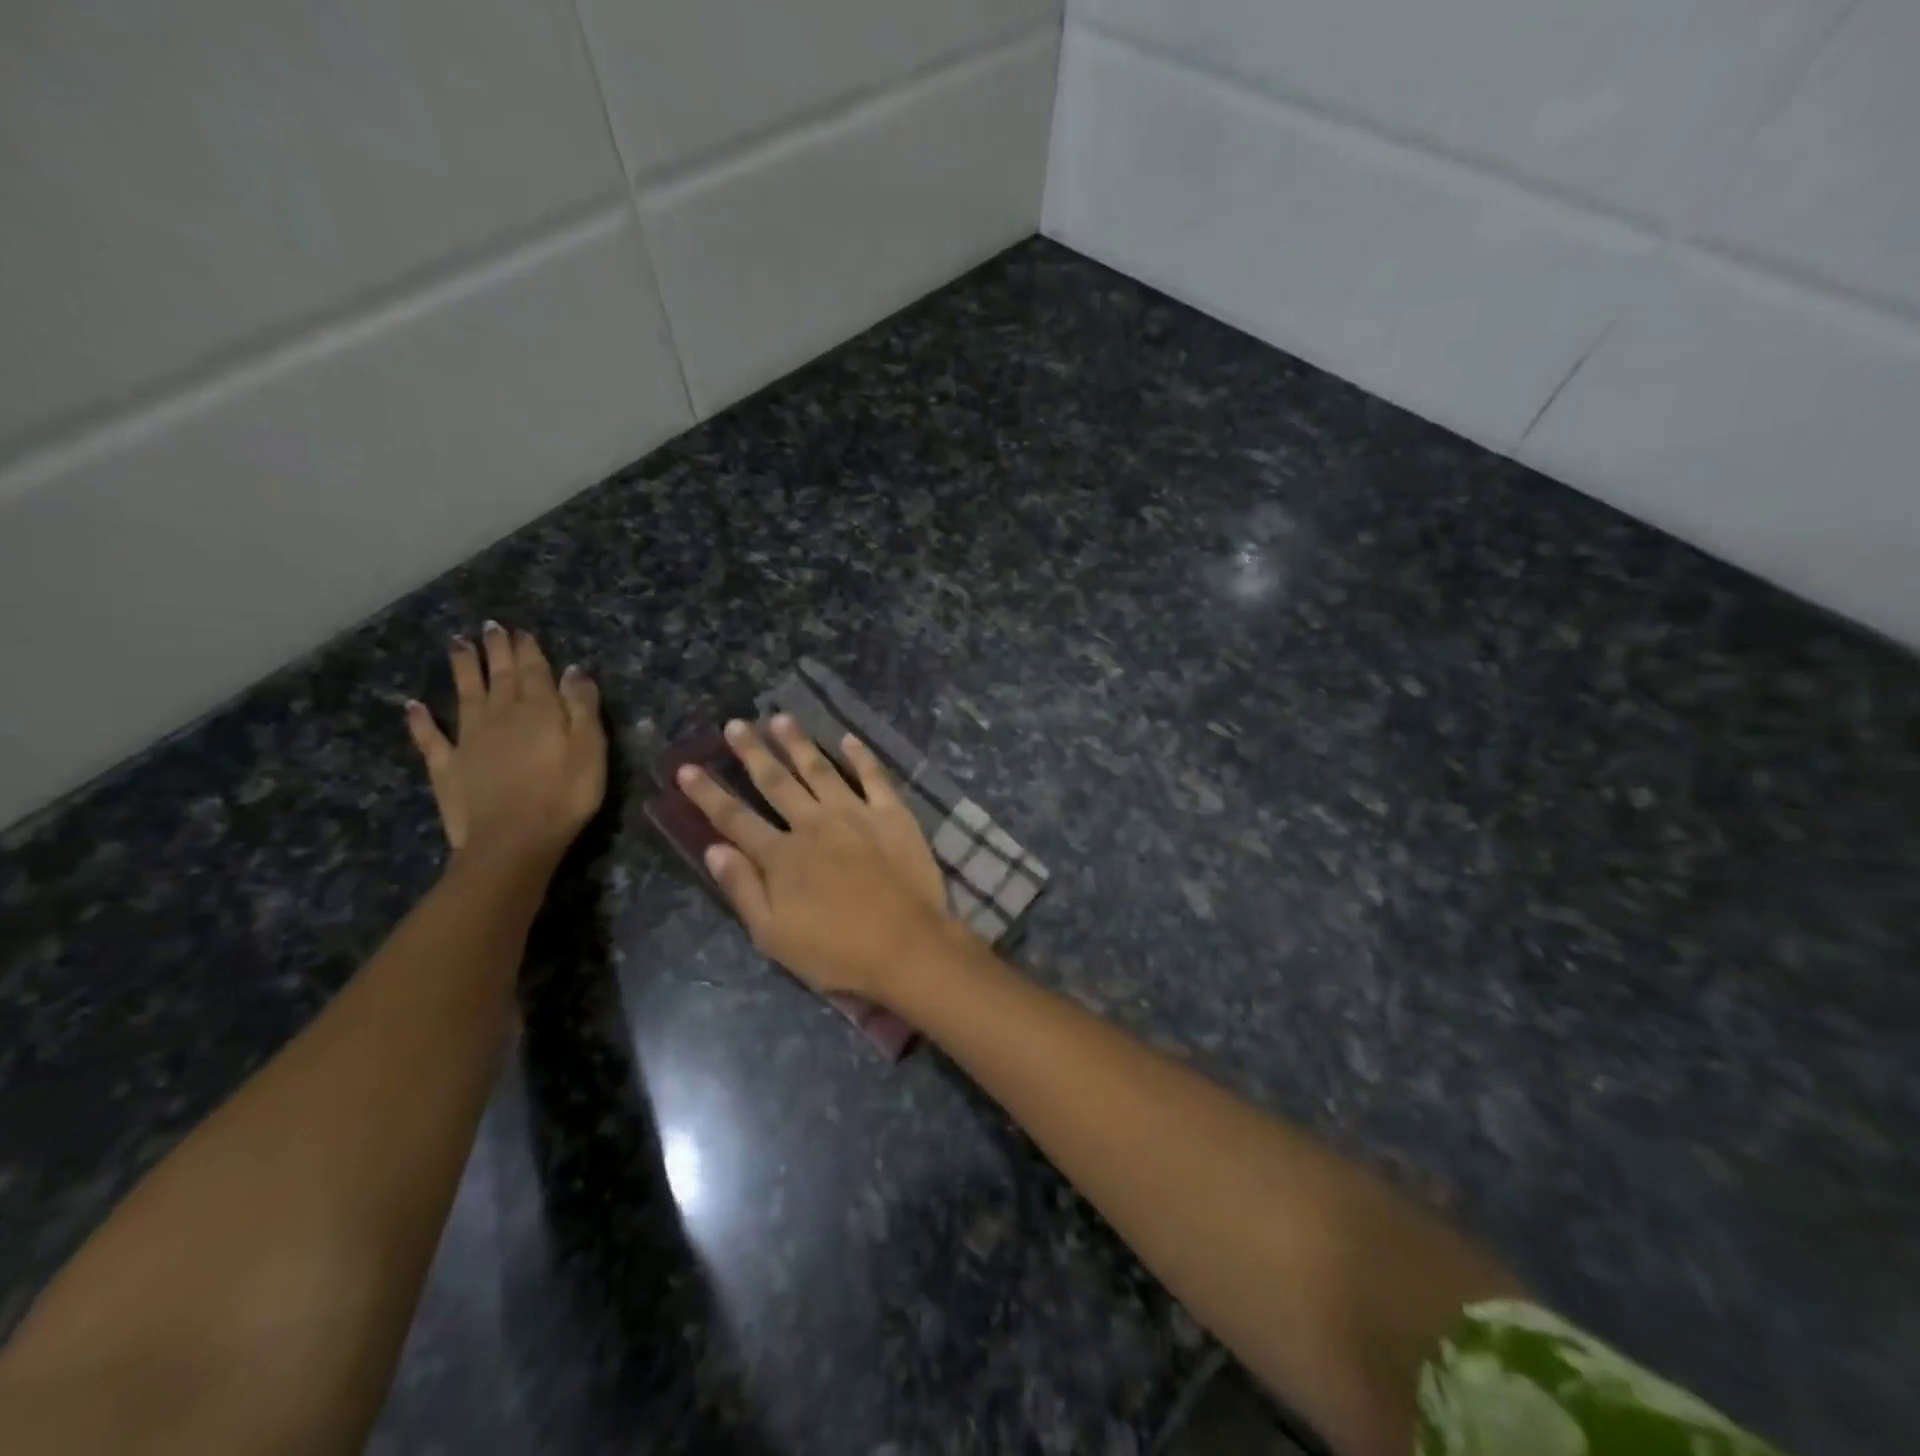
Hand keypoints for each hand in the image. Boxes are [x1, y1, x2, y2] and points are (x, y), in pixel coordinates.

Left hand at [405, 622, 606, 870]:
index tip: (520, 630)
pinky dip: (421, 720)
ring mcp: (468, 741)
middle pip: (499, 676)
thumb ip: (582, 707)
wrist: (513, 842)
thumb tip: (574, 670)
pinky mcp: (447, 767)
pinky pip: (431, 738)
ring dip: (462, 669)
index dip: (527, 649)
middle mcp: (499, 716)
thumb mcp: (590, 749)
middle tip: (489, 627)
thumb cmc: (564, 796)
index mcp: (538, 711)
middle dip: (496, 650)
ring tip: (457, 644)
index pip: (534, 671)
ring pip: (465, 695)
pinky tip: (413, 706)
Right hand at [678, 717, 952, 1000]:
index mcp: (781, 856)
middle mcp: (813, 824)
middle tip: (735, 724)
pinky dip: (860, 755)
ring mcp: (855, 814)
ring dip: (798, 743)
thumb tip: (713, 849)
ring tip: (781, 719)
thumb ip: (743, 888)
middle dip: (752, 752)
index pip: (734, 818)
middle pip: (775, 782)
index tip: (687, 767)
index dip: (708, 793)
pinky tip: (848, 738)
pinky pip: (874, 777)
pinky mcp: (892, 814)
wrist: (907, 946)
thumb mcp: (774, 935)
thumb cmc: (836, 953)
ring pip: (820, 769)